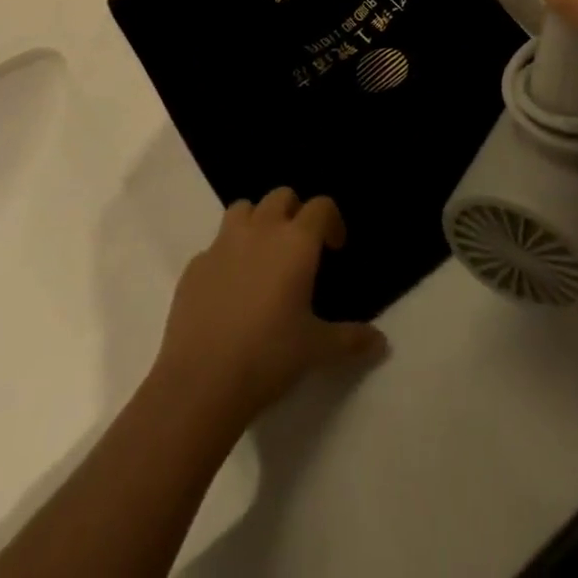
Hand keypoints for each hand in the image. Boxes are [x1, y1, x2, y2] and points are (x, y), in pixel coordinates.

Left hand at [153, 190, 386, 431]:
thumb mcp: (317, 349)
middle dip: (295, 213)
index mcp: (296, 242)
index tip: (335, 248)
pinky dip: (227, 256)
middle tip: (300, 247)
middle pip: (281, 196)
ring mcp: (223, 243)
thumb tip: (382, 342)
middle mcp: (260, 230)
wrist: (201, 382)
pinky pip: (215, 246)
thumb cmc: (269, 356)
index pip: (321, 206)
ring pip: (244, 208)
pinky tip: (229, 289)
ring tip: (263, 255)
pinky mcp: (194, 265)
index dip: (332, 221)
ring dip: (257, 221)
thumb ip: (351, 339)